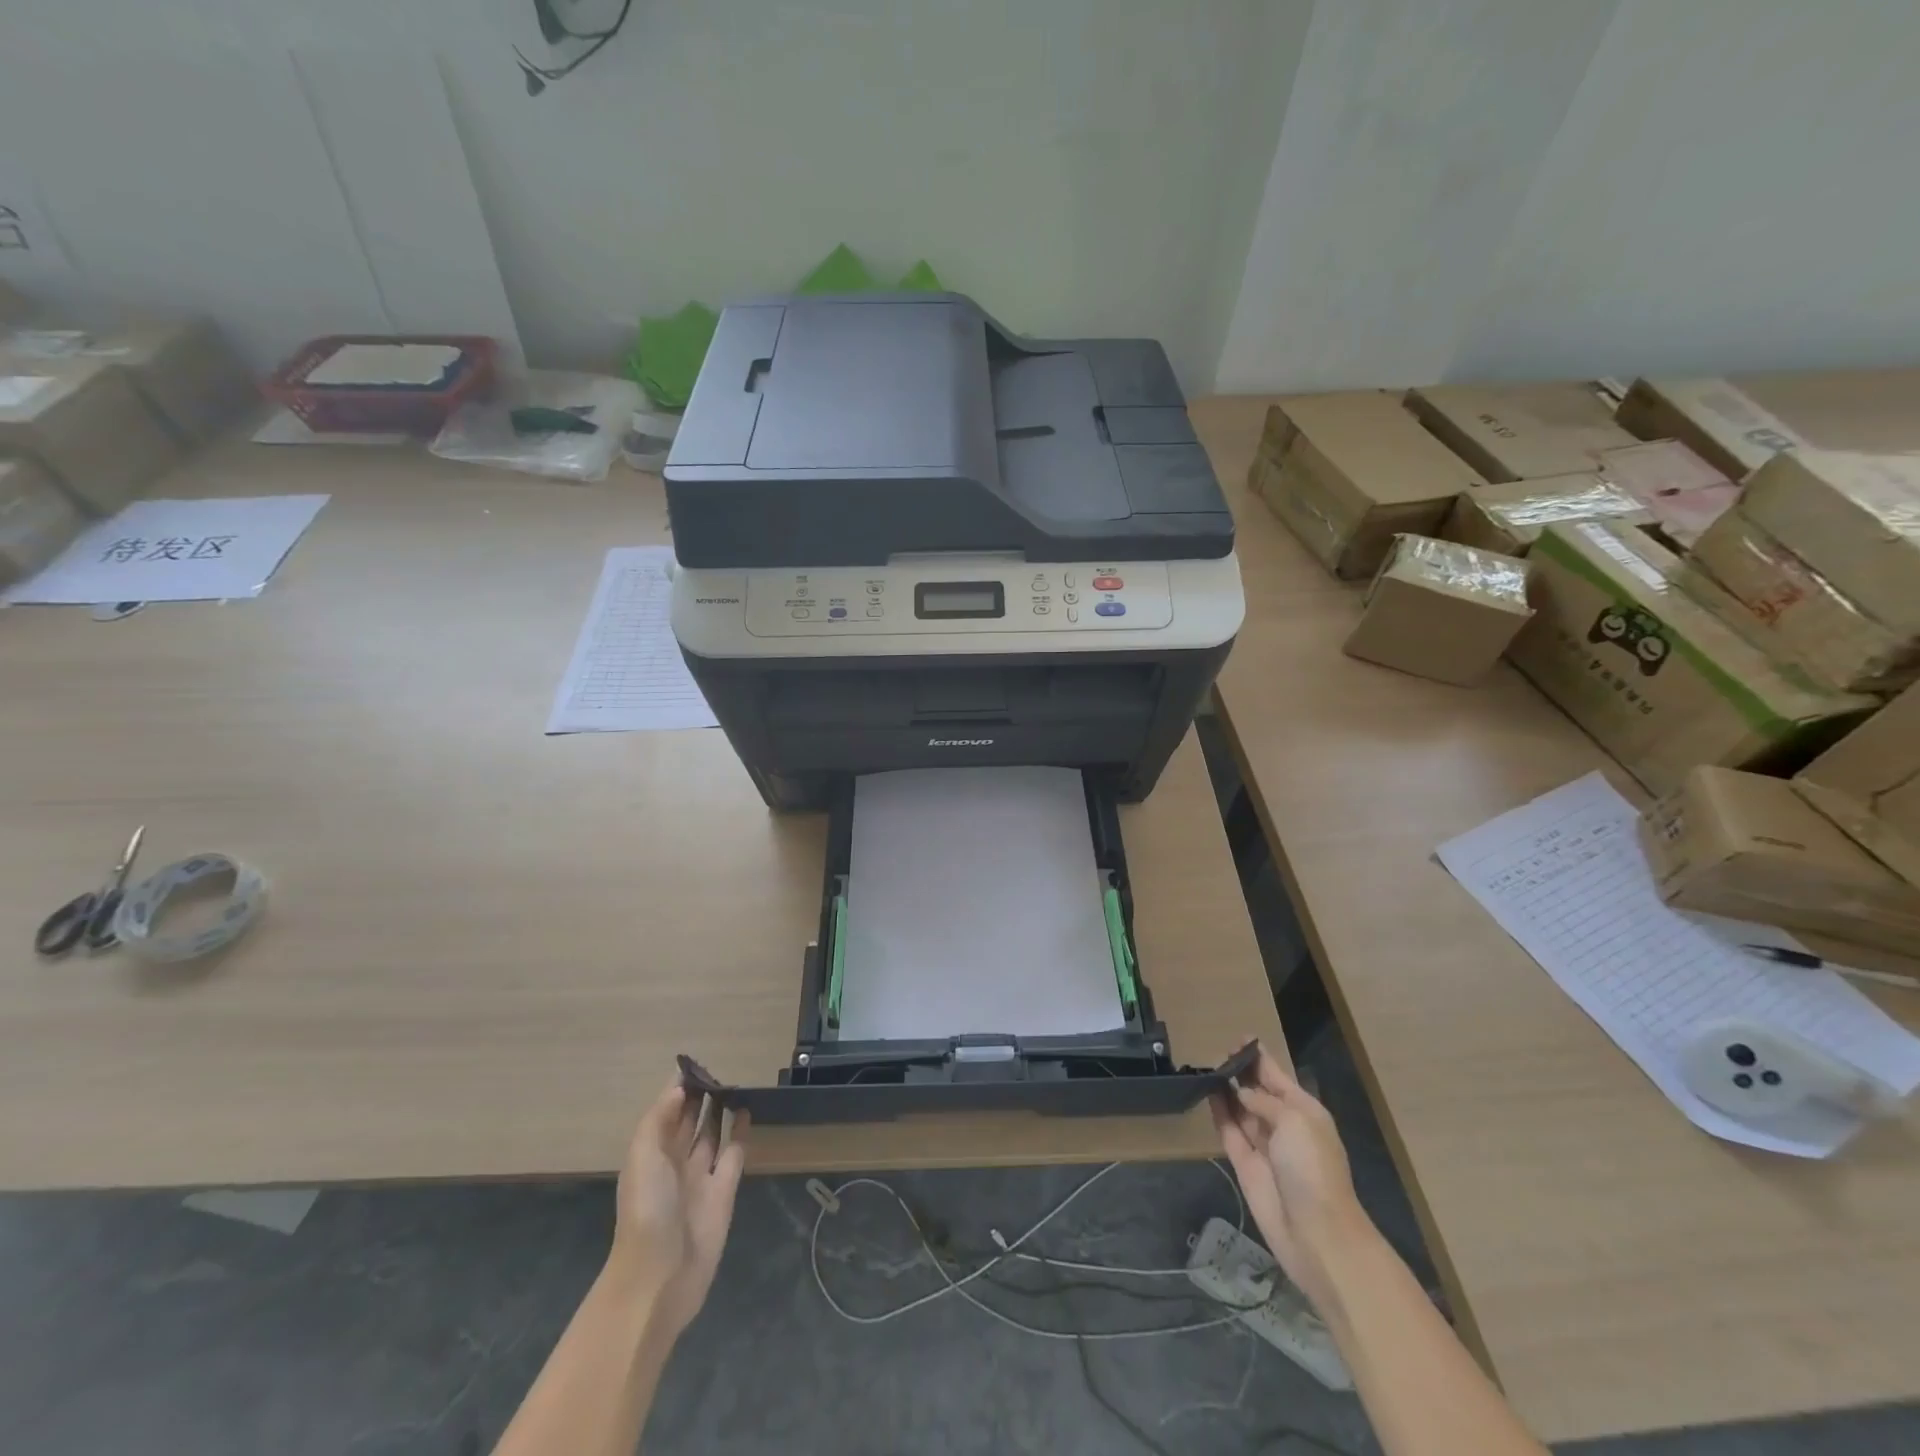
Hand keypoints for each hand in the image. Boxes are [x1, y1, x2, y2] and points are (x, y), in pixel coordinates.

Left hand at [610, 1080, 749, 1337]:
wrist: (660, 1276)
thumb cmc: (647, 1210)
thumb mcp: (643, 1157)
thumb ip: (658, 1120)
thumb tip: (678, 1087)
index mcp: (650, 1154)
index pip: (665, 1113)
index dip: (677, 1090)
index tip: (695, 1064)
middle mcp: (674, 1163)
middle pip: (688, 1122)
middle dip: (699, 1098)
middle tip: (719, 1070)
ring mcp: (700, 1177)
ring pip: (711, 1135)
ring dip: (719, 1112)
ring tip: (734, 1085)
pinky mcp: (724, 1191)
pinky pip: (733, 1154)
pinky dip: (739, 1133)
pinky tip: (746, 1112)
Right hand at [1211, 1045, 1369, 1309]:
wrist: (1317, 1234)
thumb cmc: (1312, 1168)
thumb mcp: (1294, 1121)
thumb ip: (1264, 1101)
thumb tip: (1241, 1094)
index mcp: (1304, 1111)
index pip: (1277, 1076)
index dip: (1259, 1057)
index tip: (1239, 1038)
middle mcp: (1284, 1125)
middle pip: (1258, 1091)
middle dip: (1241, 1072)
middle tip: (1218, 1053)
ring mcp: (1264, 1146)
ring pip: (1241, 1109)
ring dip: (1227, 1089)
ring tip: (1207, 1068)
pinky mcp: (1246, 1165)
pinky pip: (1230, 1131)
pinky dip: (1219, 1112)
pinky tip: (1207, 1093)